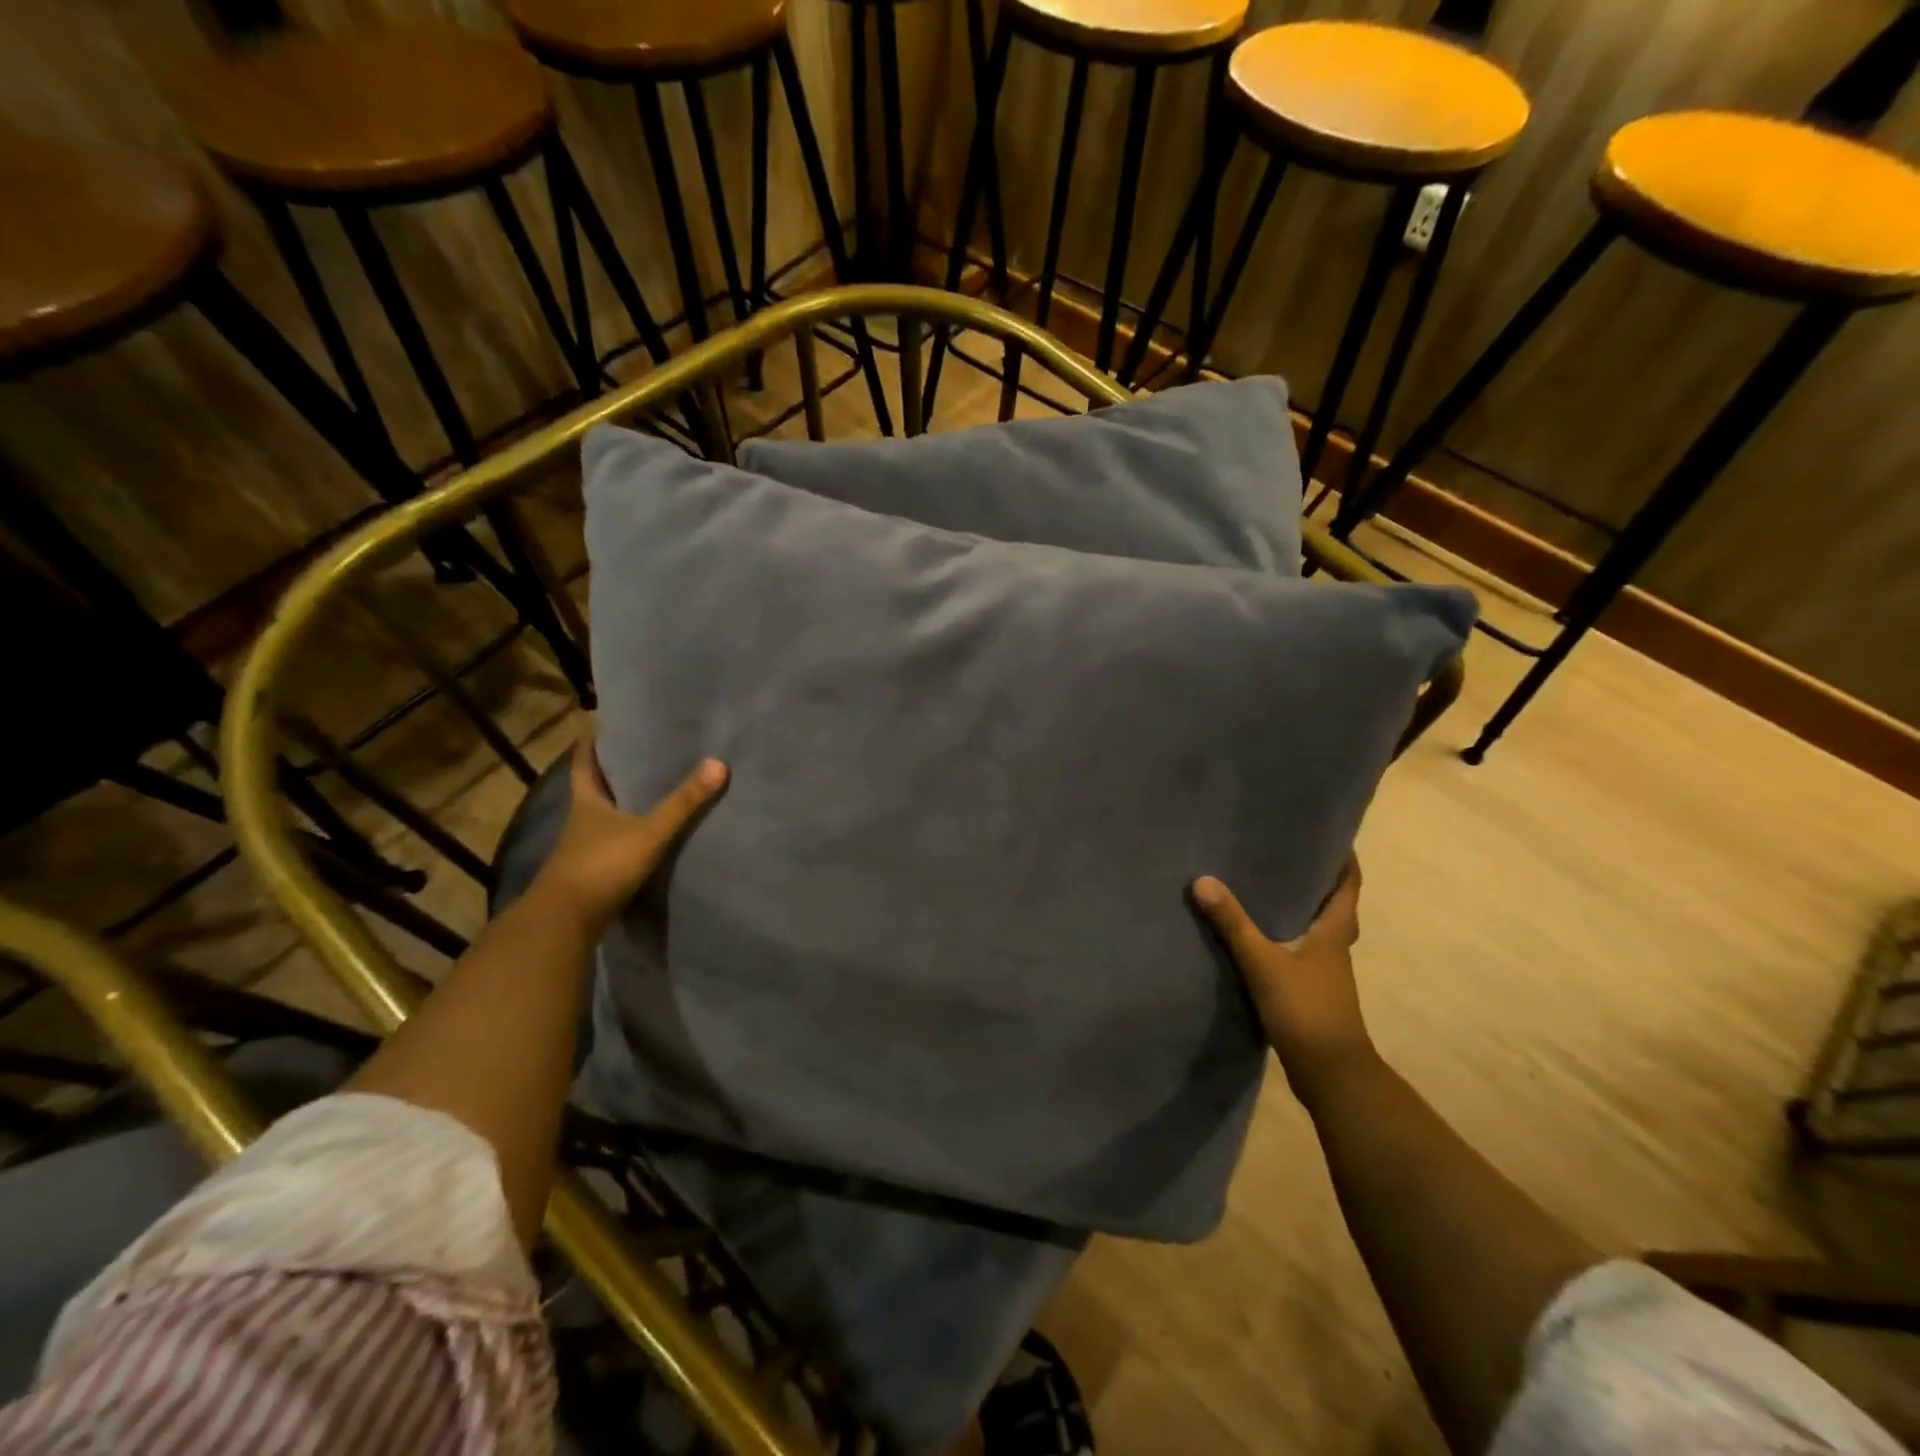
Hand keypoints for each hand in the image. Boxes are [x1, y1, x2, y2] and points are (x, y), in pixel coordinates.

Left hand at [536, 728, 726, 928]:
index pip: (583, 765)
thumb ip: (683, 802)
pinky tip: (645, 838)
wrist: (565, 923)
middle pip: (592, 791)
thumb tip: (718, 763)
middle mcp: (580, 823)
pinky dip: (625, 838)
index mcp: (586, 803)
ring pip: (601, 820)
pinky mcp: (590, 875)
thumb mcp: (649, 832)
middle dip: (610, 774)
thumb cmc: (601, 866)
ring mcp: (582, 851)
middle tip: (637, 754)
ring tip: (649, 793)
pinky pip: (610, 846)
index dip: (589, 745)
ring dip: (619, 807)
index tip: (598, 727)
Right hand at [1192, 856, 1376, 1105]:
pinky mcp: (1310, 994)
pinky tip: (1258, 939)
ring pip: (1316, 931)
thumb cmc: (1306, 1010)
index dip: (1344, 861)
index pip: (1348, 887)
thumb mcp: (1264, 963)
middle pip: (1333, 907)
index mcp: (1334, 933)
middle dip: (1317, 882)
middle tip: (1288, 856)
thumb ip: (1233, 924)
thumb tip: (1202, 880)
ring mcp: (1324, 974)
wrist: (1331, 1075)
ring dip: (1300, 910)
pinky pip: (1299, 954)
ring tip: (1267, 889)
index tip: (1333, 835)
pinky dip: (1284, 939)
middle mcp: (1334, 949)